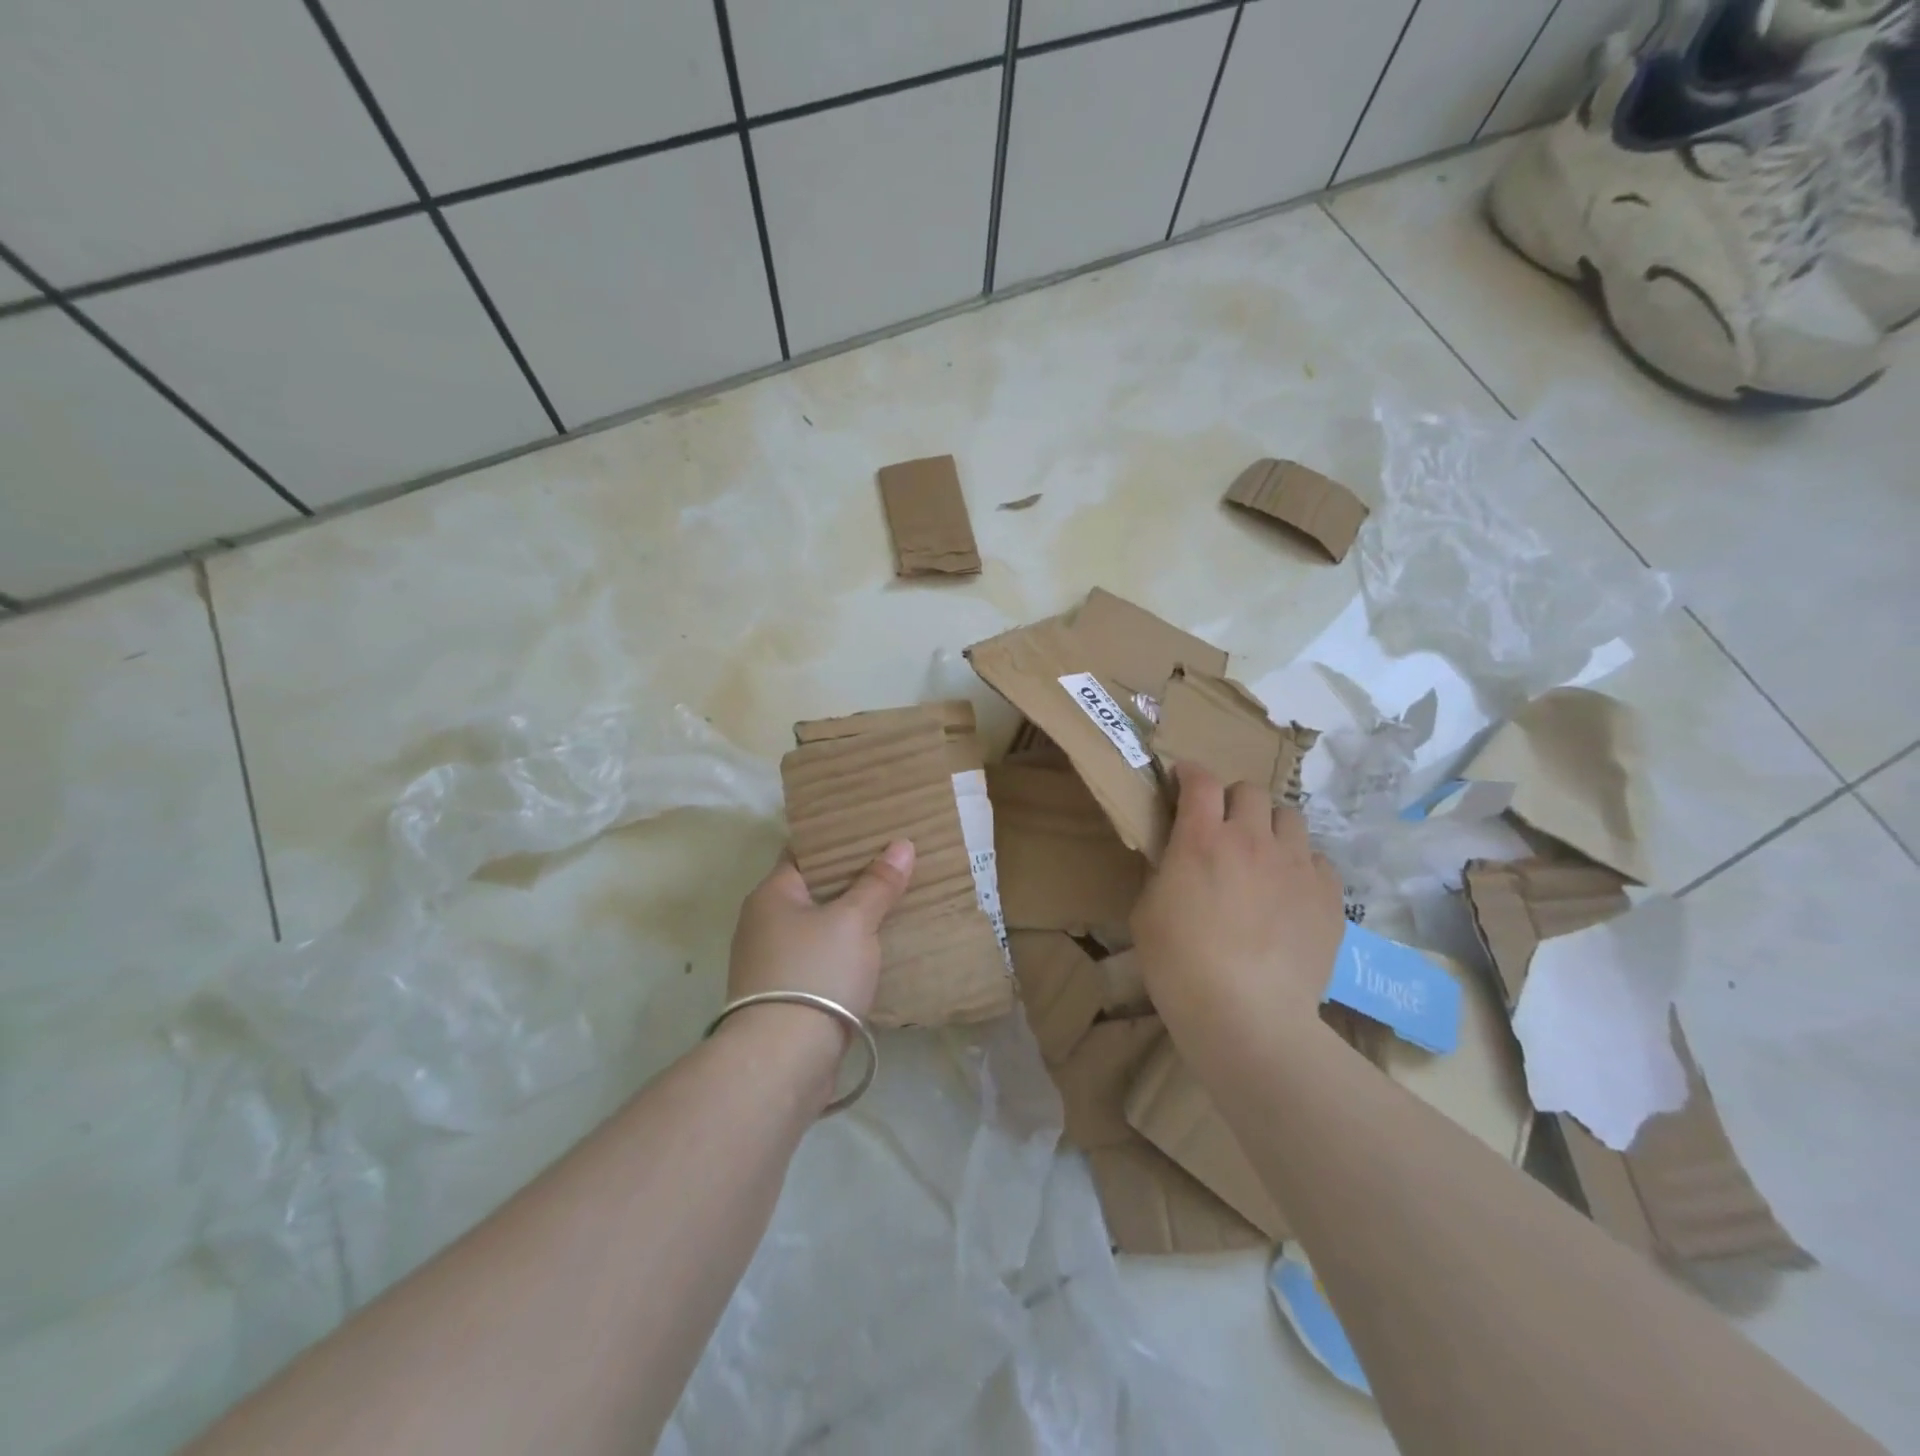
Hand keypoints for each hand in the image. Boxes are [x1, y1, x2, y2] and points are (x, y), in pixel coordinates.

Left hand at [726, 840, 915, 1020]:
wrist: (783, 1060)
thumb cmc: (815, 973)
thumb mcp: (853, 921)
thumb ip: (877, 884)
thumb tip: (901, 844)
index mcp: (771, 894)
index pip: (805, 852)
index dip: (839, 840)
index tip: (874, 831)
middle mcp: (764, 923)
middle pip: (814, 889)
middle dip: (852, 879)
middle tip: (895, 863)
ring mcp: (773, 962)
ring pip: (819, 926)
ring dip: (851, 917)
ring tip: (894, 901)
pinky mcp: (787, 995)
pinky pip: (822, 958)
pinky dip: (846, 949)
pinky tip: (878, 948)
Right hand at [1131, 763, 1343, 1036]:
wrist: (1247, 1015)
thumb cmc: (1180, 964)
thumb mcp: (1148, 911)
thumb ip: (1165, 872)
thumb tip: (1178, 859)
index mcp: (1202, 838)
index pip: (1200, 781)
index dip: (1190, 773)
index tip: (1183, 779)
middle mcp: (1252, 839)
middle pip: (1251, 791)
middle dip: (1233, 800)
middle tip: (1222, 827)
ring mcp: (1297, 866)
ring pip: (1290, 819)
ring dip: (1271, 828)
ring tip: (1262, 857)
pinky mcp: (1329, 896)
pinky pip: (1318, 860)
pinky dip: (1301, 865)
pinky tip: (1289, 892)